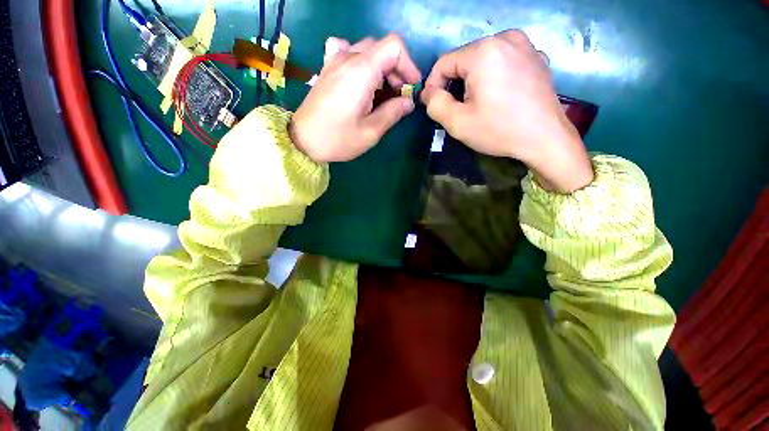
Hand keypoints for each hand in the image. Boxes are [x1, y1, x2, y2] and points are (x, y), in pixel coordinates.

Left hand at [290, 35, 421, 162]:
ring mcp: (334, 60)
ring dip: (381, 68)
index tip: (411, 88)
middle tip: (397, 97)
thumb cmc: (338, 139)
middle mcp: (347, 58)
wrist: (302, 140)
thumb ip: (392, 113)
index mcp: (361, 71)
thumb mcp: (370, 132)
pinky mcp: (327, 68)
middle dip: (396, 71)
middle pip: (382, 48)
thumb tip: (408, 102)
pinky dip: (359, 60)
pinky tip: (358, 77)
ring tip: (381, 92)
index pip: (394, 47)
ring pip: (367, 50)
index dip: (408, 65)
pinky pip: (346, 49)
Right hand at [421, 30, 593, 193]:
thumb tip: (428, 93)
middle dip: (454, 84)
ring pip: (483, 60)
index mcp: (483, 51)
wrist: (546, 138)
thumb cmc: (499, 130)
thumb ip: (435, 104)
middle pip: (464, 60)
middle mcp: (505, 38)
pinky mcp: (536, 57)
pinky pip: (503, 62)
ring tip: (477, 105)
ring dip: (472, 81)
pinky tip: (498, 97)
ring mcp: (525, 45)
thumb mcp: (457, 123)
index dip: (433, 85)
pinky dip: (493, 77)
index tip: (433, 106)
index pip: (443, 63)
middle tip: (456, 109)